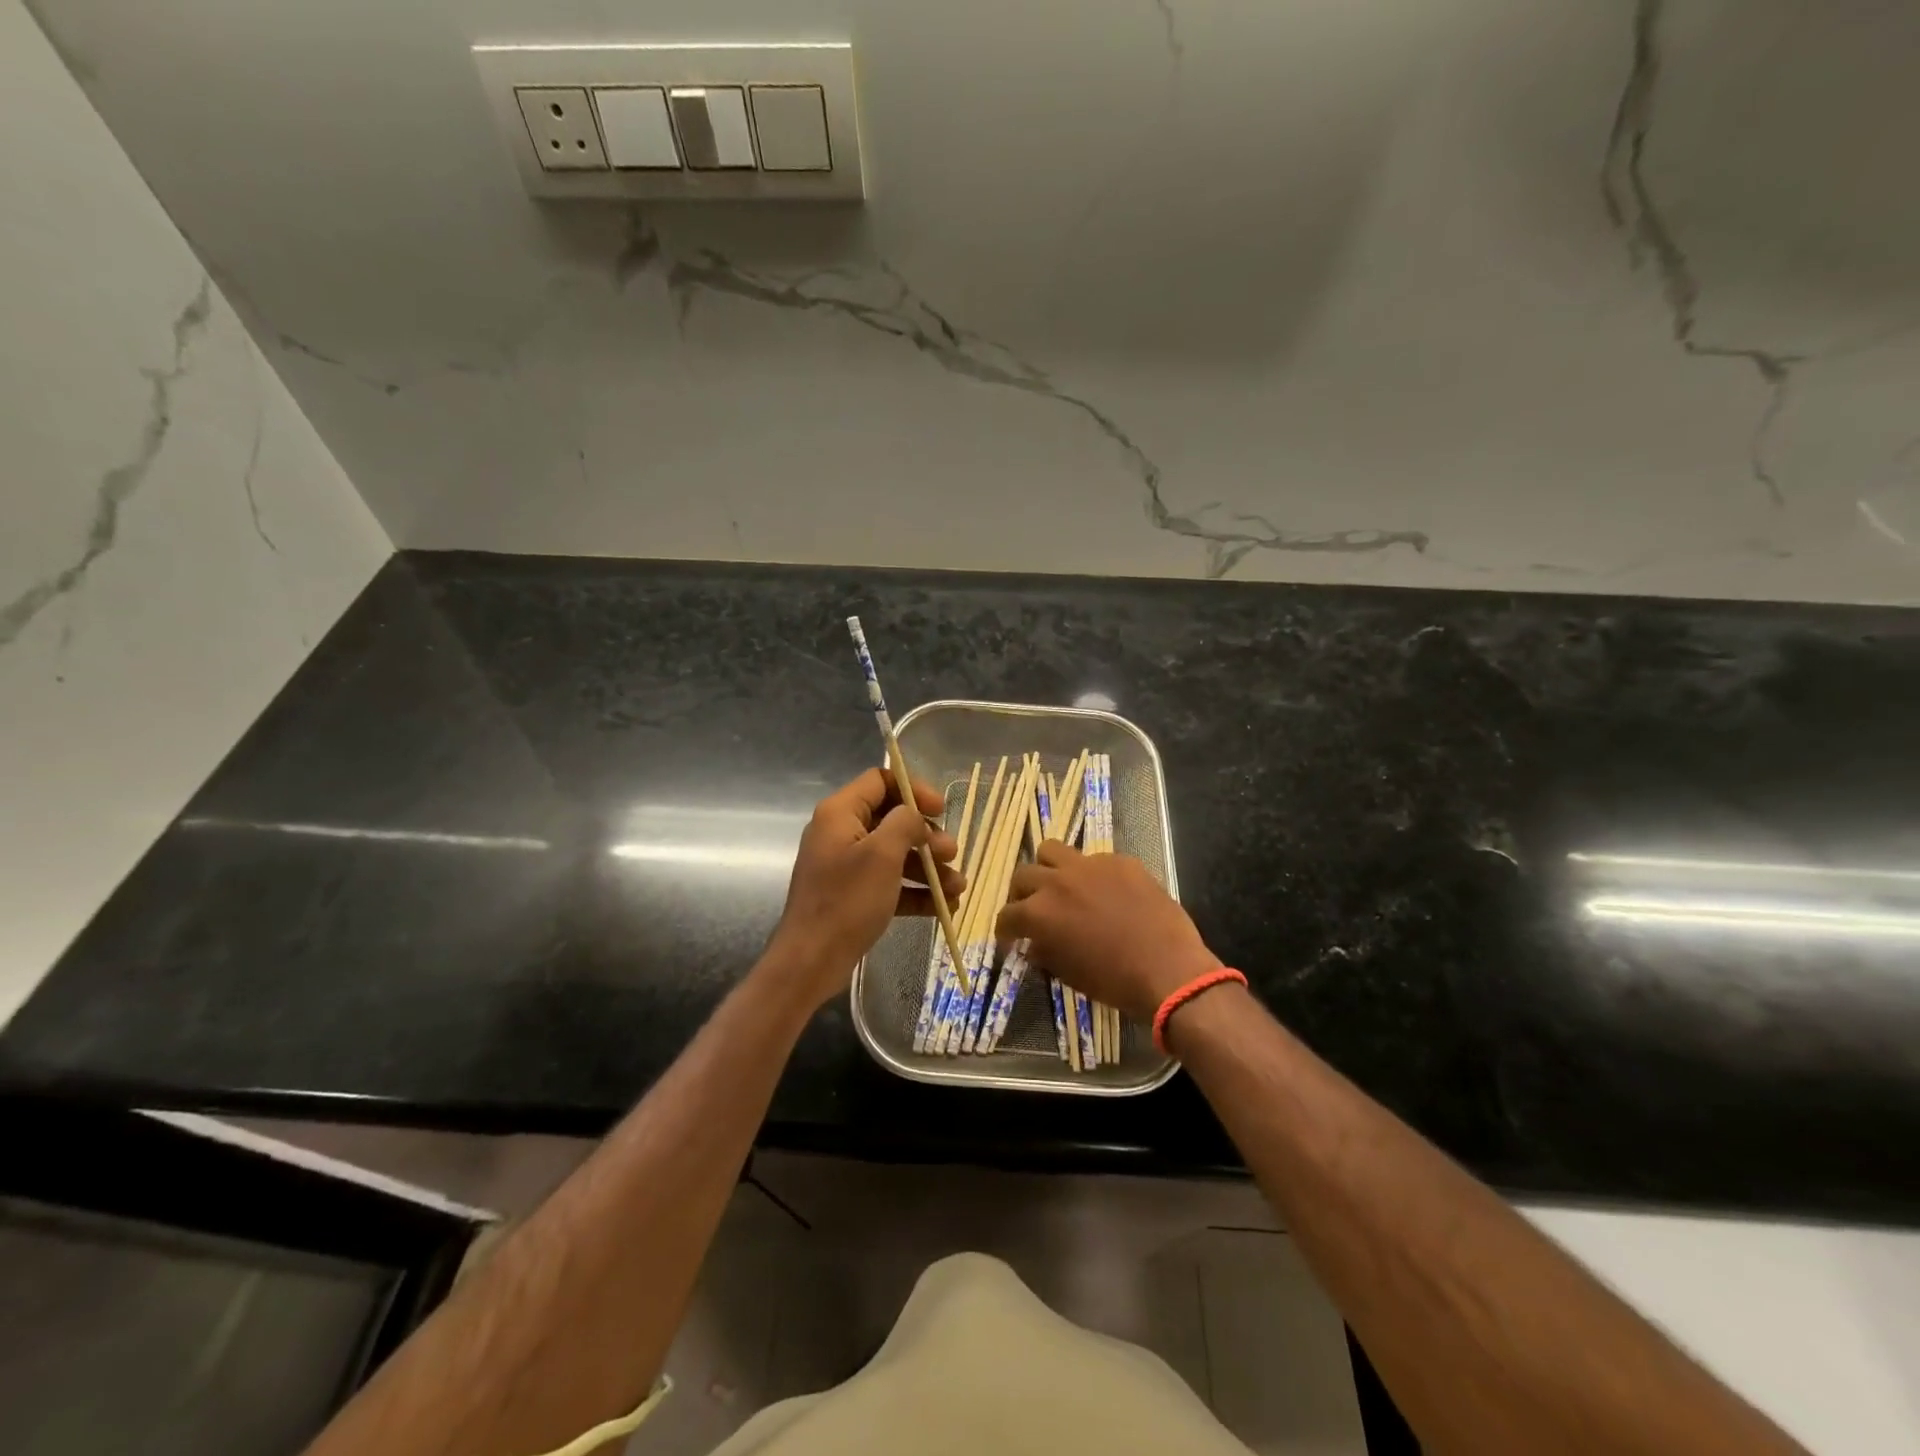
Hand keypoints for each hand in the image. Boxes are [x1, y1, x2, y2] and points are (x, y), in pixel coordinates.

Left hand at [769, 767, 964, 1006]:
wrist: (811, 962)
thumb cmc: (847, 901)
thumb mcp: (882, 855)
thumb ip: (904, 823)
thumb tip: (915, 817)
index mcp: (840, 813)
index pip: (880, 781)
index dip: (913, 790)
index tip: (941, 810)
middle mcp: (841, 833)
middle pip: (892, 820)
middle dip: (927, 837)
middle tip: (951, 854)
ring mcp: (847, 866)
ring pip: (895, 855)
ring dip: (929, 868)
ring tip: (958, 888)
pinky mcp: (853, 895)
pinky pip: (890, 884)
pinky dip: (915, 892)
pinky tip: (944, 908)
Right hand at [996, 843, 1219, 1022]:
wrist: (1168, 970)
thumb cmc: (1114, 982)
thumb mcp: (1068, 974)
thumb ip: (1045, 952)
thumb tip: (1035, 943)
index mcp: (1040, 913)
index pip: (1008, 914)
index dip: (1005, 928)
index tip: (1010, 936)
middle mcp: (1057, 882)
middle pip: (1023, 874)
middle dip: (1021, 893)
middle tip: (1031, 908)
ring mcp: (1090, 865)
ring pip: (1052, 850)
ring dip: (1049, 868)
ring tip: (1061, 885)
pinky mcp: (1119, 861)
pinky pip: (1095, 859)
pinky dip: (1092, 874)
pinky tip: (1107, 892)